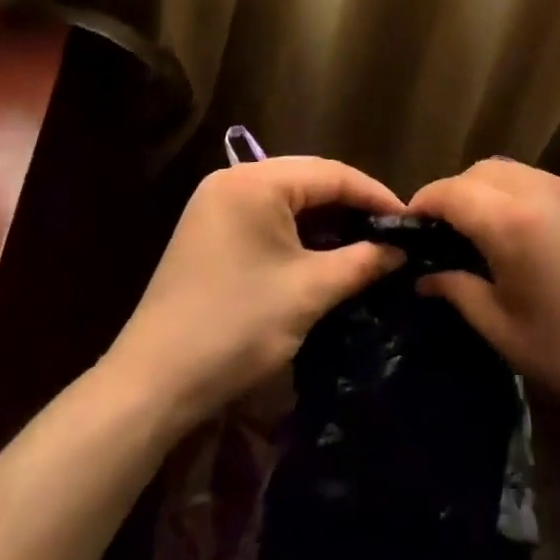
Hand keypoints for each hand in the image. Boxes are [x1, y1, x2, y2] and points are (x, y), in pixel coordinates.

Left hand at [101, 157, 405, 428]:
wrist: (150, 385)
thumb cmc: (235, 327)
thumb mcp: (309, 292)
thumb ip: (362, 262)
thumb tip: (401, 249)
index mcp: (255, 181)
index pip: (331, 173)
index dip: (374, 195)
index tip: (408, 220)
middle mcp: (233, 179)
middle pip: (309, 179)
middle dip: (352, 203)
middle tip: (389, 230)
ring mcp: (215, 204)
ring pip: (288, 198)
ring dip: (325, 218)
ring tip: (363, 240)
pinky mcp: (208, 230)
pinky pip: (266, 215)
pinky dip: (297, 230)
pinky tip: (321, 250)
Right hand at [408, 159, 559, 431]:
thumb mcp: (501, 328)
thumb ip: (457, 289)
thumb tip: (424, 275)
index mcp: (514, 223)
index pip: (454, 192)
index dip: (425, 202)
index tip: (410, 224)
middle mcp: (543, 191)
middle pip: (483, 171)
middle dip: (456, 192)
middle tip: (443, 230)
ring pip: (514, 171)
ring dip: (488, 189)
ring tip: (480, 229)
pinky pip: (543, 181)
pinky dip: (520, 193)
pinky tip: (522, 231)